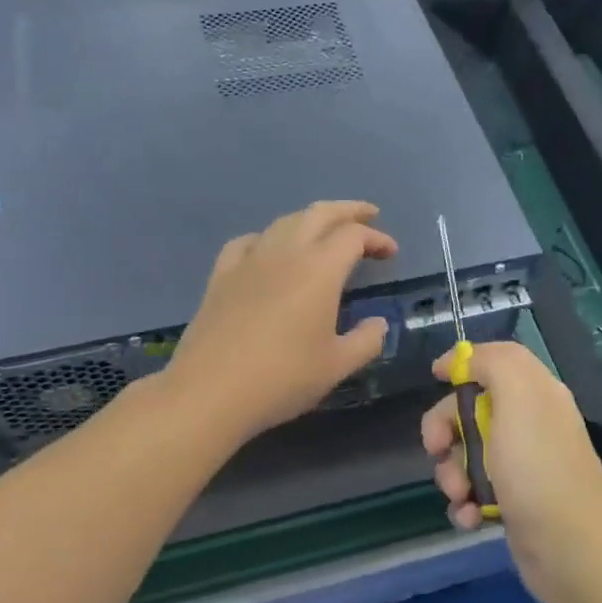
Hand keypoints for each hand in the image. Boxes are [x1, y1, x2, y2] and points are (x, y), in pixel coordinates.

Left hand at [166, 201, 398, 442]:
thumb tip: (378, 324)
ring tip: (324, 232)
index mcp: (319, 270)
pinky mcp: (221, 275)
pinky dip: (269, 237)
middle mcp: (285, 253)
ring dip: (311, 219)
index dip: (376, 239)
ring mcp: (249, 261)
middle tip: (368, 216)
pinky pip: (249, 241)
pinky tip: (270, 251)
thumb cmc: (282, 379)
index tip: (391, 253)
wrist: (210, 392)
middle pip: (320, 214)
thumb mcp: (336, 366)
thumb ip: (366, 341)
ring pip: (284, 222)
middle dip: (348, 211)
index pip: (353, 237)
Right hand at [421, 341, 601, 602]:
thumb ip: (493, 364)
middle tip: (438, 449)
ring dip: (451, 473)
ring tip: (460, 496)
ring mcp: (523, 464)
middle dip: (446, 429)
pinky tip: (469, 518)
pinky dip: (465, 503)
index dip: (465, 363)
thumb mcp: (518, 400)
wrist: (570, 553)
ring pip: (466, 452)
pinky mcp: (514, 500)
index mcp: (537, 393)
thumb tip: (465, 358)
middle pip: (471, 407)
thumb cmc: (539, 471)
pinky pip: (475, 489)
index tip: (436, 377)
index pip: (496, 360)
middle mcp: (531, 423)